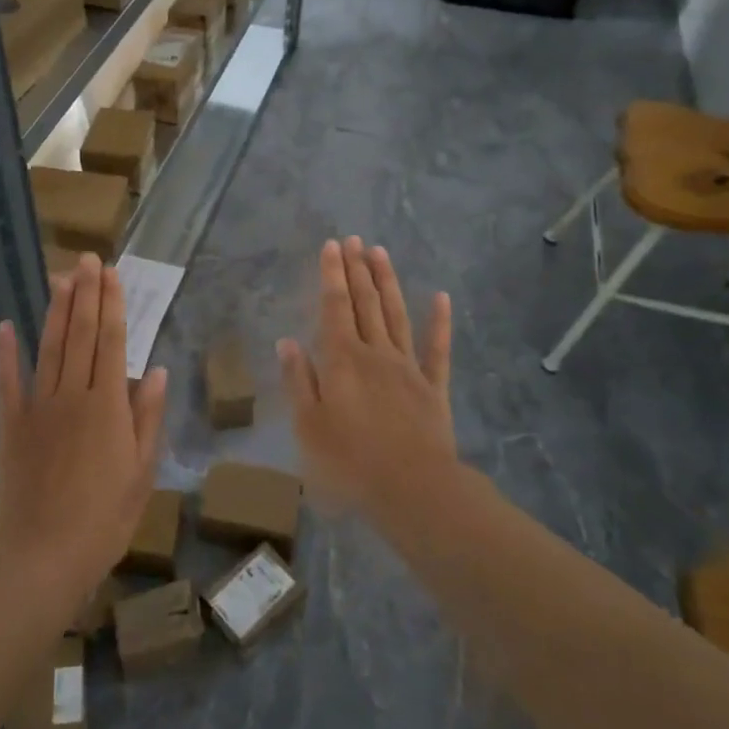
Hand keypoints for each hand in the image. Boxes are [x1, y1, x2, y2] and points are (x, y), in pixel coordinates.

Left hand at [0, 255, 167, 598]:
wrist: (43, 555)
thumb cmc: (104, 519)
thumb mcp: (142, 472)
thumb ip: (147, 417)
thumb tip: (156, 371)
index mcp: (107, 405)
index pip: (112, 341)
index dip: (112, 304)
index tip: (111, 273)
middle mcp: (73, 395)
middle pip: (81, 335)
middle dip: (85, 294)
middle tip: (87, 259)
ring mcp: (38, 407)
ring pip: (50, 348)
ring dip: (57, 310)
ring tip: (62, 277)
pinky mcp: (11, 425)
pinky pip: (8, 381)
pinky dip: (7, 352)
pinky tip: (7, 324)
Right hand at [277, 238, 455, 520]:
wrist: (413, 489)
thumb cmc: (350, 461)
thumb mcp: (308, 425)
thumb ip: (298, 380)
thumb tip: (287, 341)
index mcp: (341, 360)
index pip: (334, 307)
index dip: (332, 275)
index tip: (332, 246)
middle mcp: (375, 353)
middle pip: (365, 303)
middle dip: (357, 270)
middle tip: (355, 239)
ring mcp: (407, 367)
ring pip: (396, 315)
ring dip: (387, 283)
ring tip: (381, 253)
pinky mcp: (432, 387)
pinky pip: (437, 349)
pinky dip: (439, 322)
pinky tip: (440, 298)